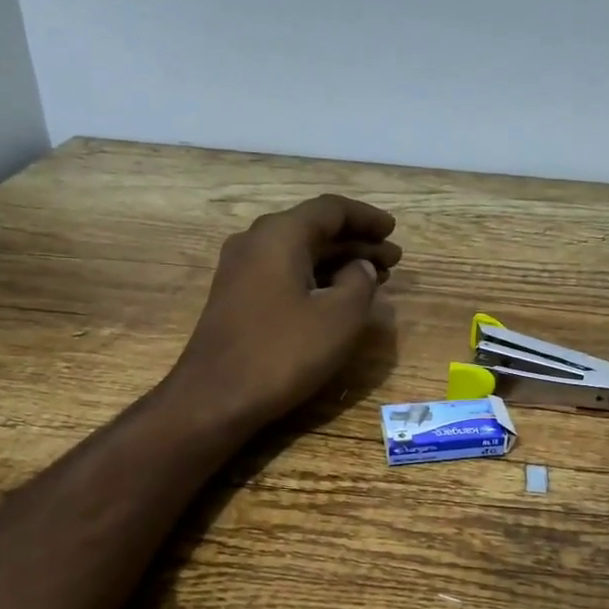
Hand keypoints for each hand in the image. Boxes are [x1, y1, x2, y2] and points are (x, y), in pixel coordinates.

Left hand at [171, 194, 400, 431]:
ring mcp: (242, 270)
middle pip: (314, 229)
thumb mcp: (338, 318)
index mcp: (280, 235)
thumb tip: (360, 267)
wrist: (214, 398)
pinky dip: (317, 278)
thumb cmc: (282, 353)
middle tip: (393, 259)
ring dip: (339, 262)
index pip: (331, 210)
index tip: (394, 230)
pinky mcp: (238, 297)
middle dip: (357, 242)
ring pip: (300, 253)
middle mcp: (256, 242)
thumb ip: (360, 283)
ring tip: (375, 278)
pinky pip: (285, 273)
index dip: (367, 218)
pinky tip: (339, 298)